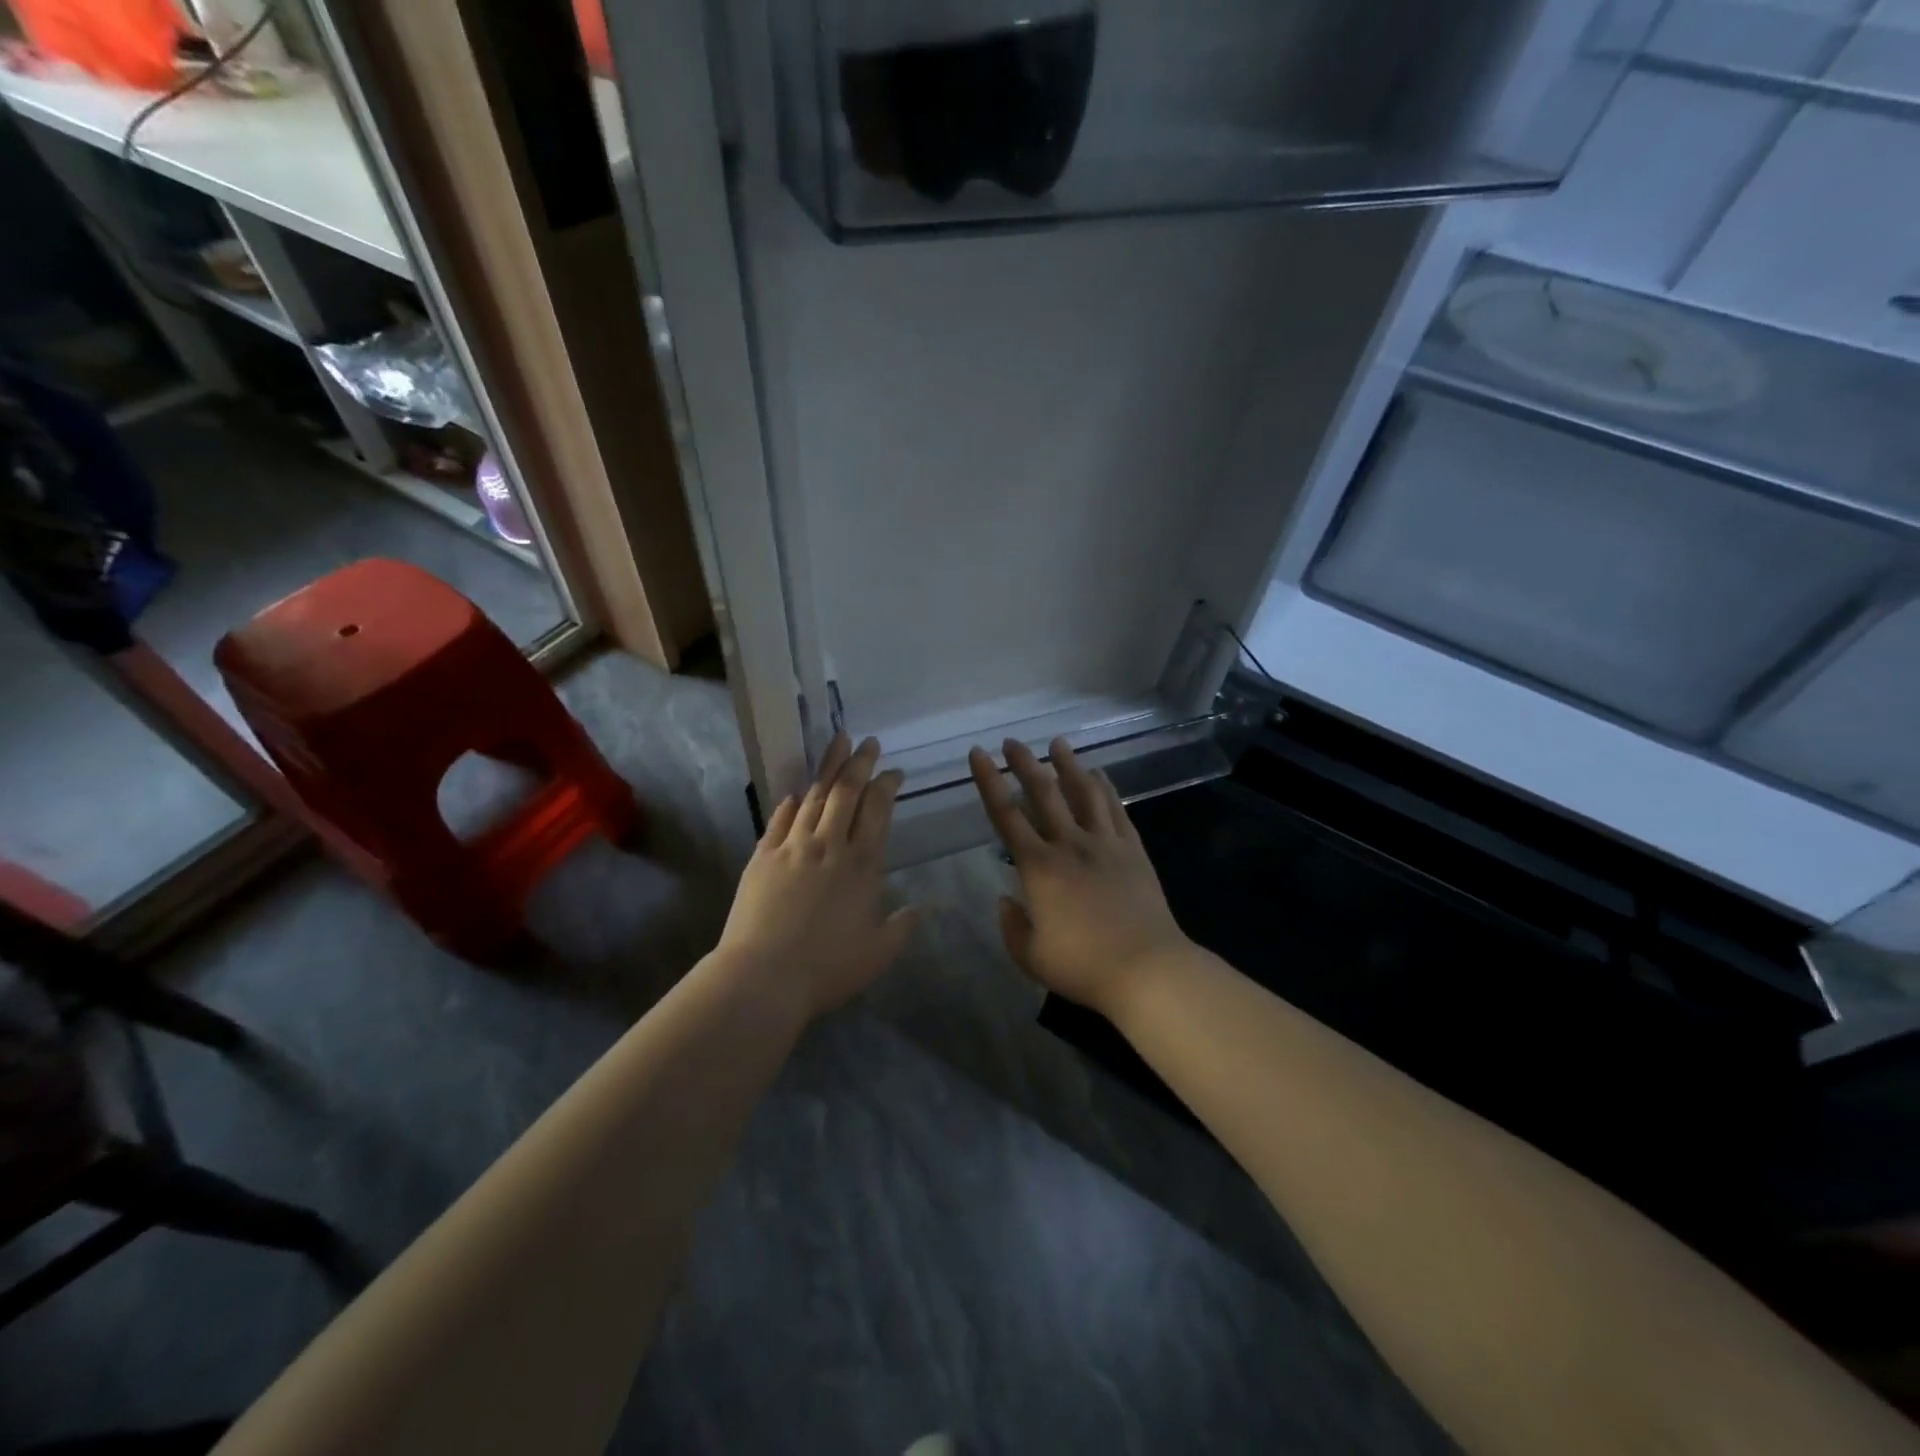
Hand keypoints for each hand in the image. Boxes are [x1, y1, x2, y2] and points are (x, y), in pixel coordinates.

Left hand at [715, 733, 918, 1020]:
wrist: (763, 977)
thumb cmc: (827, 968)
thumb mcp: (878, 953)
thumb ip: (903, 926)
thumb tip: (923, 908)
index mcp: (862, 864)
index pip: (878, 811)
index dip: (887, 786)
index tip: (894, 772)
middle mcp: (829, 845)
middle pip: (846, 792)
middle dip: (859, 763)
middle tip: (867, 742)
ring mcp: (792, 847)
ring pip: (813, 797)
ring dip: (828, 768)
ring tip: (837, 744)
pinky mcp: (762, 857)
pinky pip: (779, 820)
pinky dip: (790, 804)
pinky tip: (794, 794)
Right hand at [968, 737, 1189, 1017]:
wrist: (1147, 969)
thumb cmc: (1083, 966)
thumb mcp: (1031, 956)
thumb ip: (1012, 926)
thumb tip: (1006, 900)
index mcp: (1038, 867)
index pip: (1006, 815)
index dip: (989, 782)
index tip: (978, 754)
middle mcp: (1069, 844)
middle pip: (1044, 793)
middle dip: (1025, 764)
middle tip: (1012, 741)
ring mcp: (1105, 844)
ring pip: (1084, 792)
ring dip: (1068, 765)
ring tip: (1058, 743)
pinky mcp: (1132, 850)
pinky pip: (1115, 809)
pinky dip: (1105, 788)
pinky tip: (1099, 774)